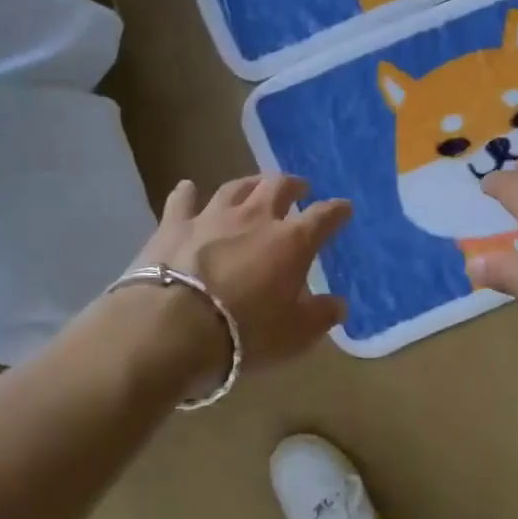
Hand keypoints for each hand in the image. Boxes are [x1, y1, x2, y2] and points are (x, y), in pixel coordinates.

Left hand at [130, 174, 350, 371]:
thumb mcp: (296, 334)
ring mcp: (212, 216)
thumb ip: (321, 316)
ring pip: (236, 187)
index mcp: (292, 241)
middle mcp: (255, 218)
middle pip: (278, 187)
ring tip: (257, 183)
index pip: (324, 217)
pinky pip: (182, 201)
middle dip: (293, 185)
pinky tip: (188, 187)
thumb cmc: (245, 332)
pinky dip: (188, 193)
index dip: (337, 211)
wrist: (173, 327)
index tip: (344, 209)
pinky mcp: (173, 225)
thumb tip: (339, 305)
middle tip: (300, 188)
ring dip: (250, 183)